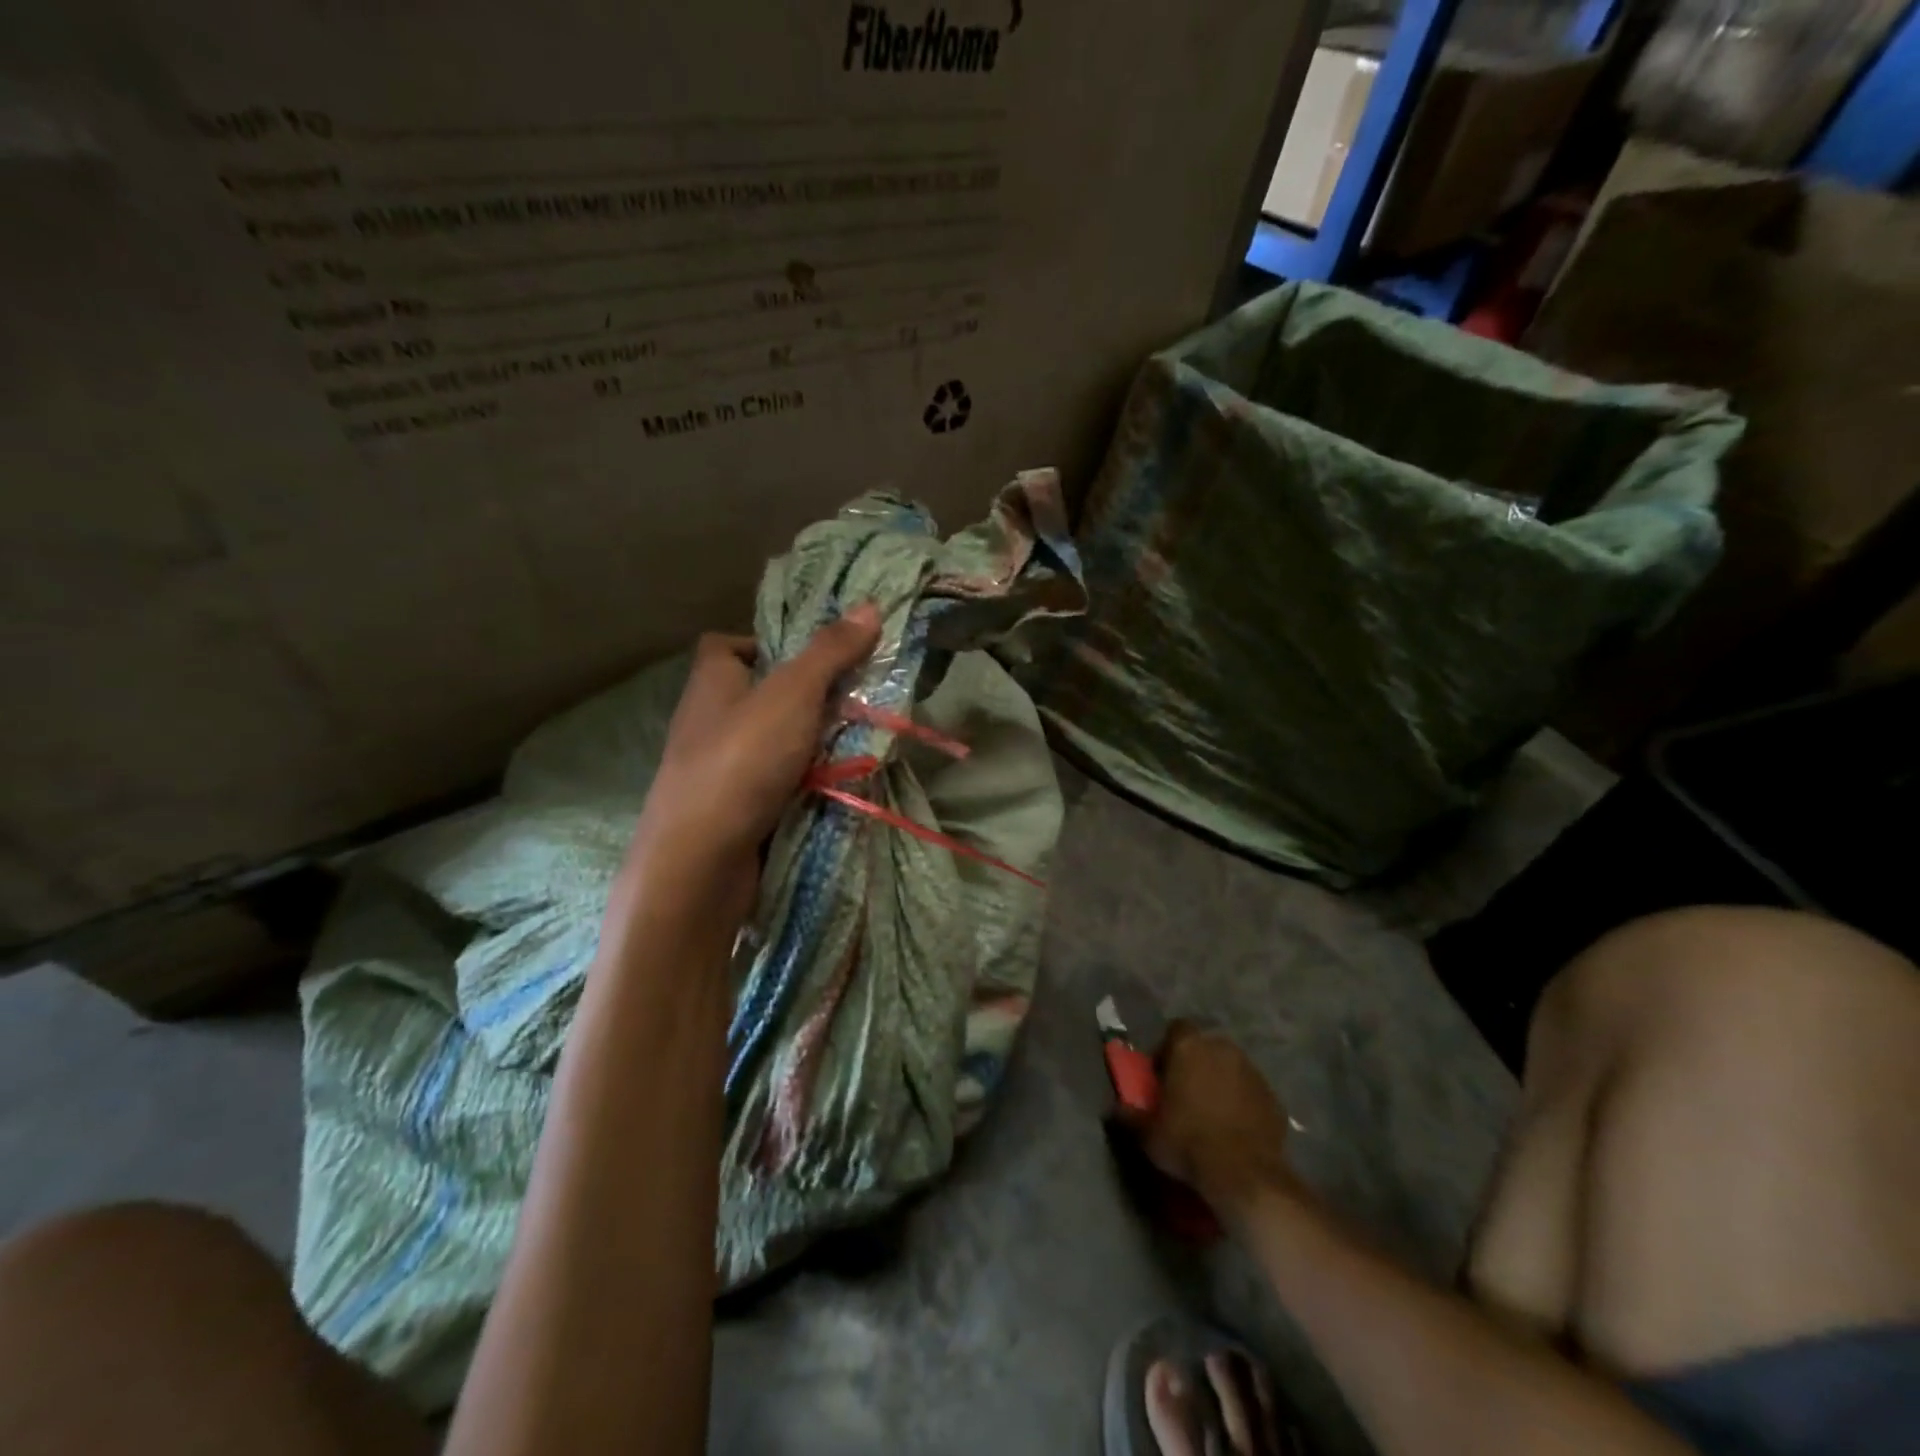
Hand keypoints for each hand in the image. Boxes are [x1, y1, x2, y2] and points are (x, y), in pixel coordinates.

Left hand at [609, 605, 882, 931]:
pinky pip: (772, 783)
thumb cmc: (741, 762)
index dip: (765, 643)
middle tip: (851, 699)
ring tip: (855, 742)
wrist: (700, 863)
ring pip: (770, 743)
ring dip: (808, 743)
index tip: (811, 656)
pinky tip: (834, 787)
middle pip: (758, 695)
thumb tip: (869, 605)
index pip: (727, 646)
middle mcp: (707, 721)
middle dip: (804, 697)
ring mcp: (716, 769)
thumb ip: (829, 653)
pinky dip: (801, 783)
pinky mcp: (730, 810)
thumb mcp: (792, 695)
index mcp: (711, 684)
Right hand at [1128, 1022, 1300, 1220]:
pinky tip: (1235, 1130)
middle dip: (1196, 1065)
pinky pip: (1251, 1093)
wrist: (1244, 1176)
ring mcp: (1252, 1072)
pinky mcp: (1273, 1098)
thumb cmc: (1188, 1143)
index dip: (1167, 1049)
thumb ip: (1129, 1115)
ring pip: (1230, 1068)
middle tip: (1185, 1094)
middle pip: (1205, 1047)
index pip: (1177, 1029)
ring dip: (1220, 1083)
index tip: (1162, 1075)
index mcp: (1190, 1047)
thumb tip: (1114, 1108)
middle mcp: (1223, 1049)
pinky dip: (1242, 1104)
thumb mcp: (1147, 1134)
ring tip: (1211, 1114)